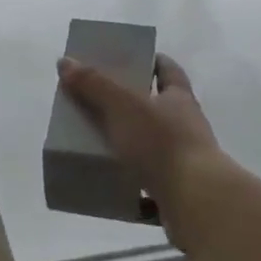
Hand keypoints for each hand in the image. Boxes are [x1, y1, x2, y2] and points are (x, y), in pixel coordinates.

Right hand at [57, 53, 220, 247]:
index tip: (130, 58)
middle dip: (130, 105)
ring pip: (152, 148)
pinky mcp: (177, 193)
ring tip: (97, 146)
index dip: (152, 61)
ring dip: (129, 147)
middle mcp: (186, 127)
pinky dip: (131, 186)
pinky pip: (149, 186)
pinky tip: (109, 187)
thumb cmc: (162, 144)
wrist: (196, 202)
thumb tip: (65, 61)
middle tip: (97, 102)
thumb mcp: (123, 106)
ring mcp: (184, 162)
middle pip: (157, 109)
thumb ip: (94, 84)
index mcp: (179, 100)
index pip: (168, 71)